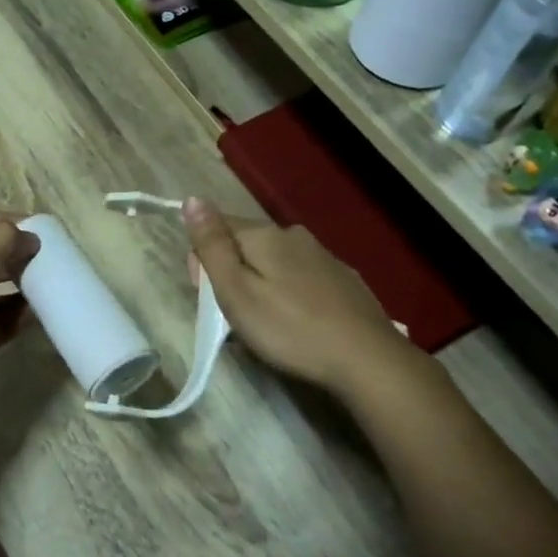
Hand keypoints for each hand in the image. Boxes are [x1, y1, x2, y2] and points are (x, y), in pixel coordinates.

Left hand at [0, 213, 39, 411]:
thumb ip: (0, 244)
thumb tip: (32, 237)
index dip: (11, 222)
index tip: (46, 228)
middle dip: (21, 255)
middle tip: (57, 258)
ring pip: (0, 293)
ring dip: (25, 287)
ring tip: (56, 285)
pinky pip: (2, 325)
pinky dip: (21, 318)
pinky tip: (44, 314)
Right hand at [182, 196, 427, 400]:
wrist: (366, 358)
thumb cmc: (289, 329)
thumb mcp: (237, 291)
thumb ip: (212, 245)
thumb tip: (191, 198)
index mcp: (264, 235)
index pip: (217, 227)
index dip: (203, 259)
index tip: (206, 294)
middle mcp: (294, 235)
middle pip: (246, 246)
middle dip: (231, 273)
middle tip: (234, 317)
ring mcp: (323, 256)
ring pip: (274, 263)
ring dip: (259, 285)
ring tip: (263, 325)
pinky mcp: (343, 280)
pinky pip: (300, 278)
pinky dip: (288, 294)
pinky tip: (295, 322)